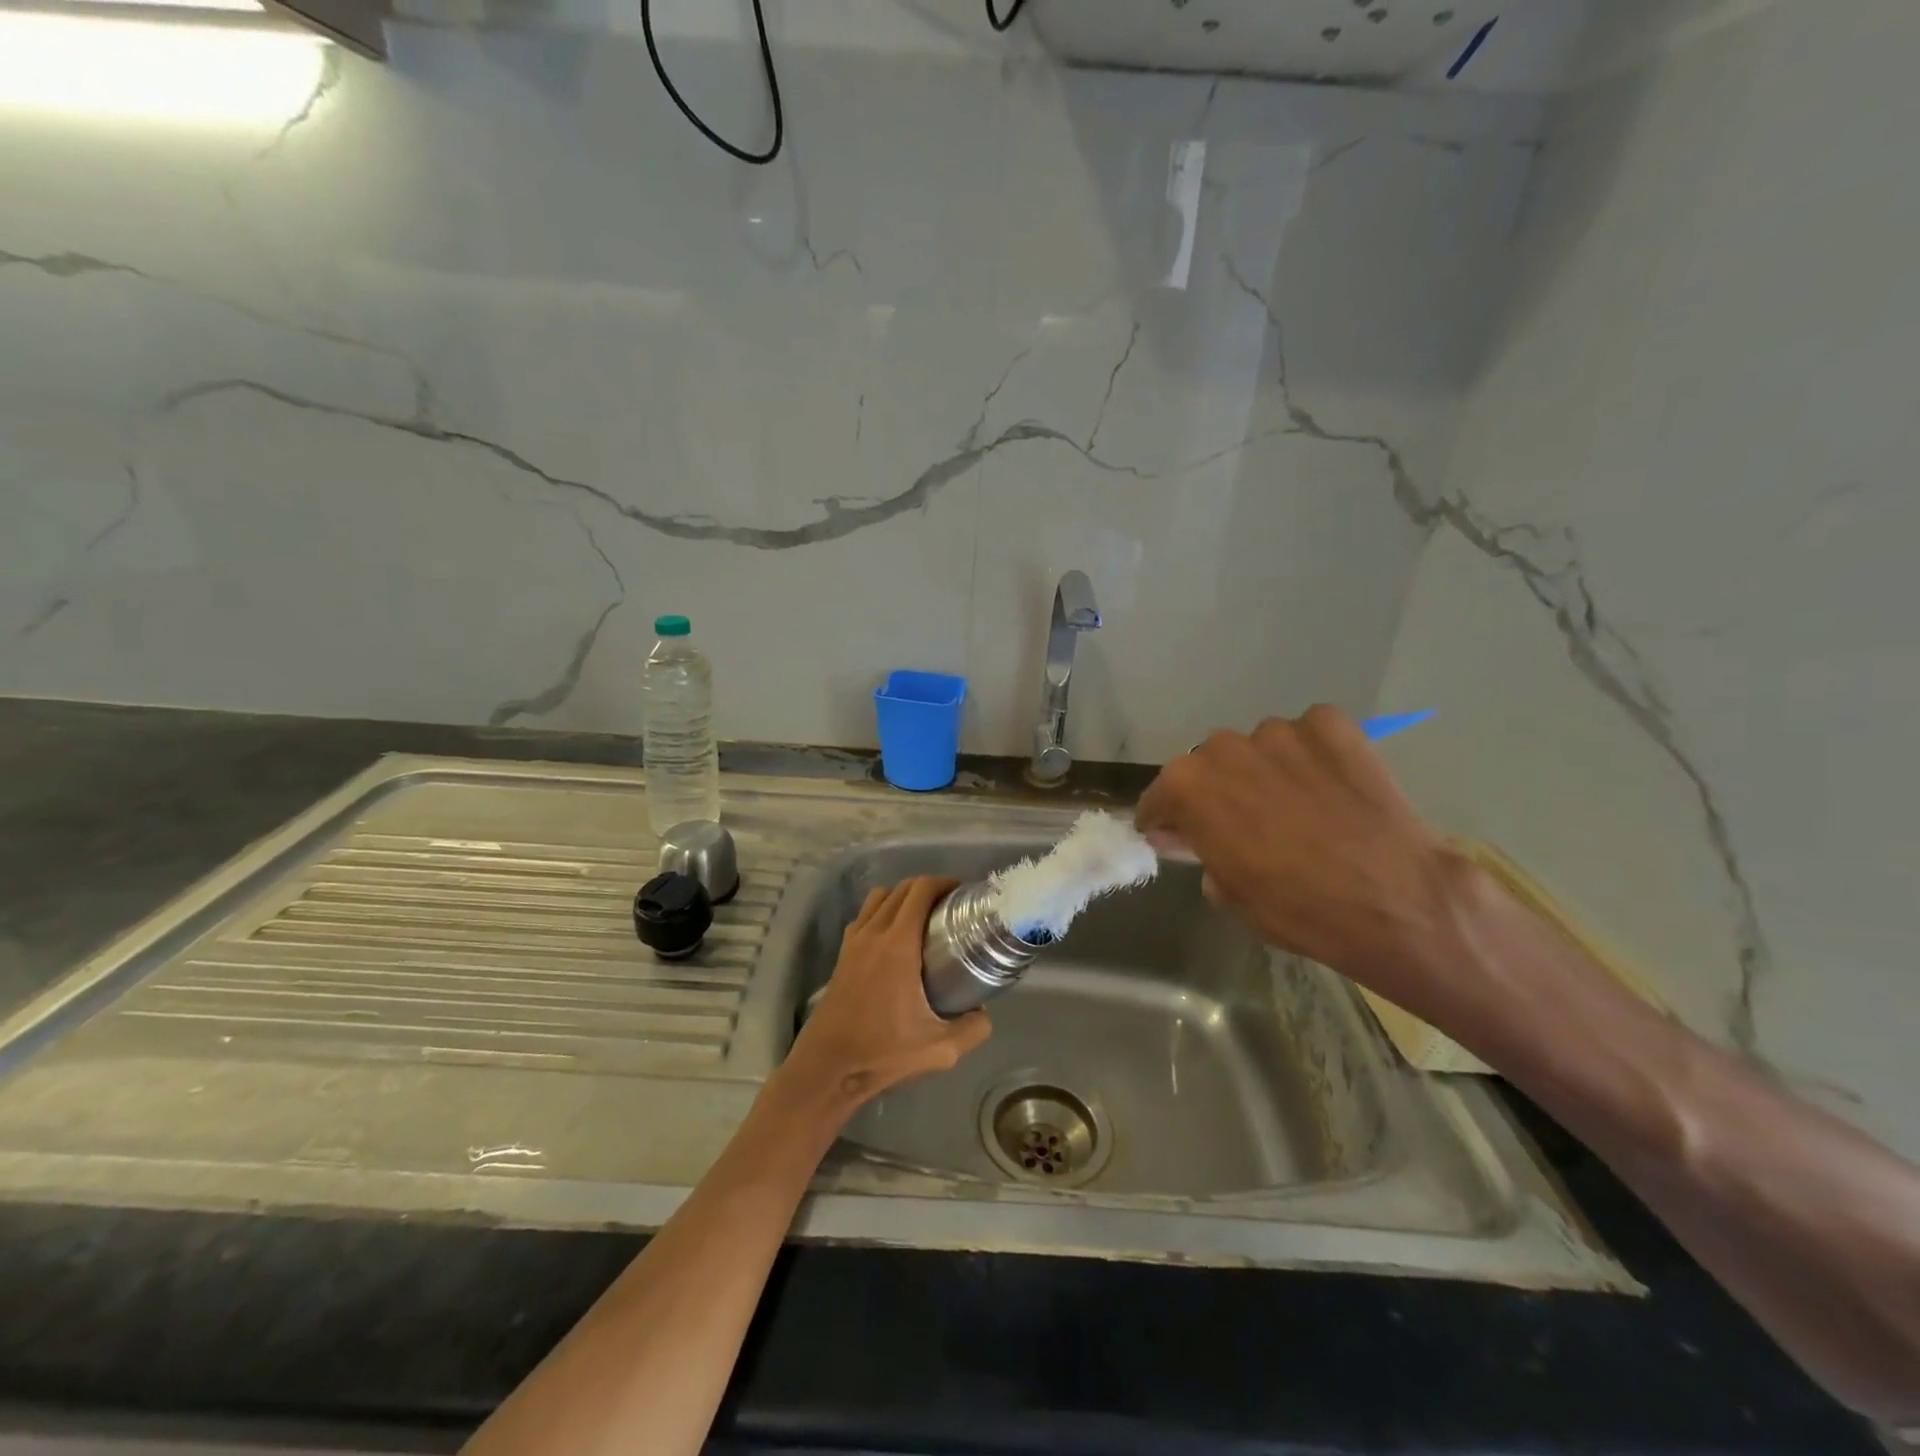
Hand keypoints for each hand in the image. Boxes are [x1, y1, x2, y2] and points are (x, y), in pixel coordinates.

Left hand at [779, 876, 991, 1111]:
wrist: (827, 1068)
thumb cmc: (882, 1053)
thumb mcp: (940, 1049)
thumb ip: (972, 1029)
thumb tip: (984, 1013)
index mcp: (898, 945)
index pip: (920, 891)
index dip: (943, 883)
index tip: (962, 894)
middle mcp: (873, 933)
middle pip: (901, 889)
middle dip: (927, 888)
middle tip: (950, 907)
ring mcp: (853, 941)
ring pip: (879, 898)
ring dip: (902, 897)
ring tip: (922, 918)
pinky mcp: (842, 954)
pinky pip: (864, 916)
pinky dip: (881, 912)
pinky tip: (894, 939)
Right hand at [1134, 707, 1468, 1017]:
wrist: (1398, 901)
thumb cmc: (1298, 909)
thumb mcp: (1229, 893)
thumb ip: (1200, 852)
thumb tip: (1189, 838)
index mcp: (1187, 785)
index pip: (1160, 797)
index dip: (1167, 819)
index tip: (1179, 835)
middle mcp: (1224, 746)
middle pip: (1208, 765)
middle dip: (1218, 790)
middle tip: (1245, 823)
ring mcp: (1280, 730)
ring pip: (1258, 747)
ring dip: (1265, 769)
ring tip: (1297, 804)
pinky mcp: (1331, 724)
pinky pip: (1307, 734)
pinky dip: (1311, 754)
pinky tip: (1331, 785)